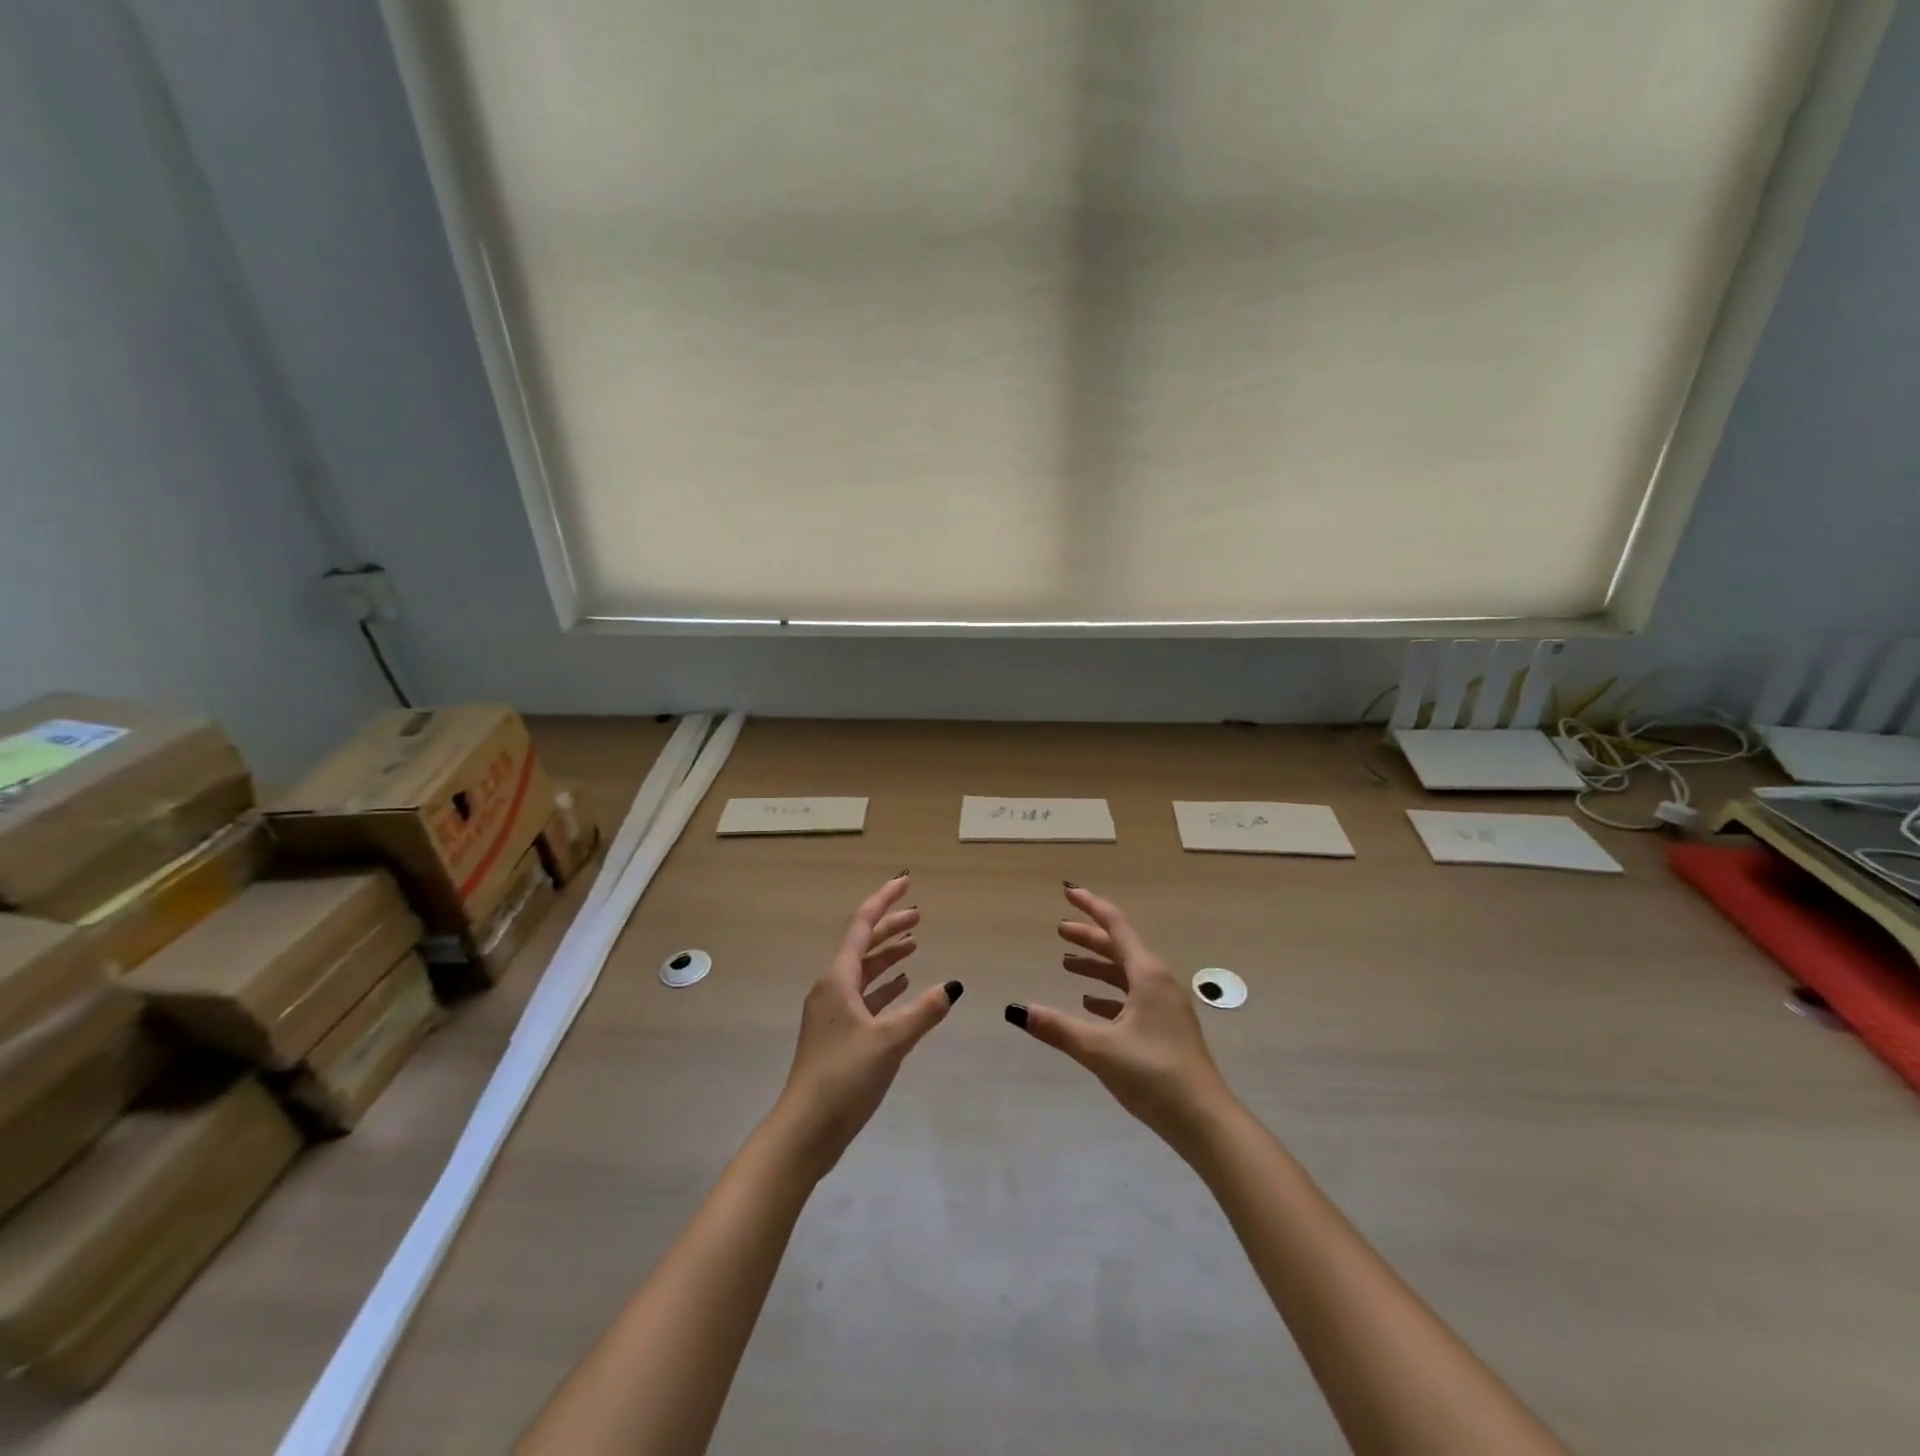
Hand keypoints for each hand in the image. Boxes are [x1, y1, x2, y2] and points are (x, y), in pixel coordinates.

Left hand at [773, 872, 961, 1179]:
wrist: (805, 1130)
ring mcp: (832, 1012)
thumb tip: (952, 986)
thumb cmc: (844, 1077)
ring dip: (889, 955)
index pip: (862, 925)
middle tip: (920, 914)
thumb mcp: (890, 1041)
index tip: (906, 881)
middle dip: (890, 926)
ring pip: (864, 971)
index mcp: (837, 979)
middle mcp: (832, 988)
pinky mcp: (838, 1035)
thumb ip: (923, 1011)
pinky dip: (885, 985)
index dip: (884, 899)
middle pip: (863, 945)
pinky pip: (865, 996)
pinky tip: (904, 986)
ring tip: (916, 944)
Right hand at [1006, 883, 1233, 1149]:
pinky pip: (1131, 997)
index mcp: (1147, 974)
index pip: (1115, 925)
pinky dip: (1108, 993)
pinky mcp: (1164, 1028)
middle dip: (1089, 937)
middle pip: (1118, 947)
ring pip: (1124, 973)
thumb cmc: (1154, 1074)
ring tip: (1066, 965)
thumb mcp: (1100, 1049)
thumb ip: (1057, 1027)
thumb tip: (1015, 1009)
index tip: (1068, 892)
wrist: (1204, 1121)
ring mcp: (1164, 1006)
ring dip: (1096, 966)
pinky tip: (1090, 1004)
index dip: (1090, 906)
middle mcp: (1158, 981)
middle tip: (1059, 930)